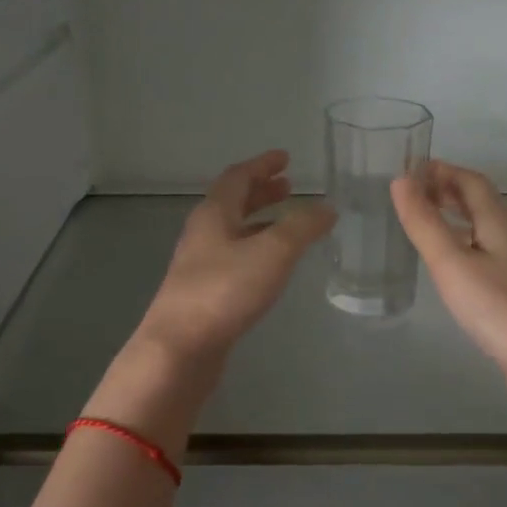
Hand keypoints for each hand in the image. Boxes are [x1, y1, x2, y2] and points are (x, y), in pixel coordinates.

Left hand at [136, 150, 334, 365]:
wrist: (180, 348)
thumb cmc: (224, 291)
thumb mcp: (272, 253)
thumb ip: (302, 228)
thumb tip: (326, 208)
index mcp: (214, 214)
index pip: (237, 177)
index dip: (262, 165)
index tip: (284, 158)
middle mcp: (202, 234)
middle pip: (232, 203)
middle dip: (261, 192)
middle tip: (288, 187)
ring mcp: (199, 266)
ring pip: (232, 232)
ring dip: (259, 222)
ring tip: (287, 224)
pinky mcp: (203, 294)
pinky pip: (233, 259)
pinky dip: (255, 251)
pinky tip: (270, 268)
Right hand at [391, 161, 506, 390]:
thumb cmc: (496, 307)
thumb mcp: (451, 263)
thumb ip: (424, 223)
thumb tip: (400, 180)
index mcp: (499, 221)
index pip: (471, 181)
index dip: (441, 170)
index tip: (409, 169)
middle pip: (479, 201)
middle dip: (446, 189)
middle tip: (411, 192)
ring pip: (482, 226)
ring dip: (453, 214)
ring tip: (424, 218)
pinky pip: (484, 249)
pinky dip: (461, 240)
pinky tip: (449, 260)